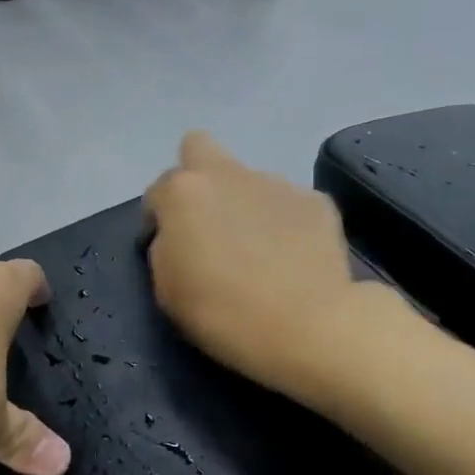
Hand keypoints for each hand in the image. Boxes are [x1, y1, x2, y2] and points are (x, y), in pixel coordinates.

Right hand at [144, 132, 383, 406]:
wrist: (306, 326)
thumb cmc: (220, 311)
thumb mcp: (165, 287)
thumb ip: (165, 246)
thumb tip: (179, 236)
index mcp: (183, 192)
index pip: (157, 190)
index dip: (158, 219)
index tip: (167, 248)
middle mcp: (227, 174)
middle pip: (198, 147)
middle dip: (196, 175)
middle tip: (205, 220)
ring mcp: (276, 183)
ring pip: (248, 181)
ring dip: (244, 205)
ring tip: (258, 251)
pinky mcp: (316, 201)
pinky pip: (287, 204)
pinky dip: (284, 223)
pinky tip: (291, 257)